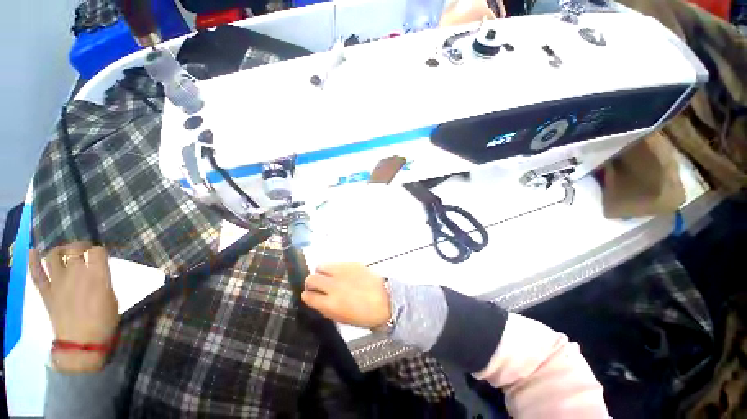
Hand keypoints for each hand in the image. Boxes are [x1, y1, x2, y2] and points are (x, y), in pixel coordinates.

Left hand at [29, 242, 118, 372]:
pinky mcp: (46, 292)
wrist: (81, 343)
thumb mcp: (111, 298)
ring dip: (59, 250)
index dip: (99, 250)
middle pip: (74, 249)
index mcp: (97, 276)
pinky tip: (33, 251)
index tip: (100, 255)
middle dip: (80, 246)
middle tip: (83, 250)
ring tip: (64, 251)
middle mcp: (76, 274)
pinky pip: (36, 273)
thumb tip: (97, 272)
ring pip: (53, 256)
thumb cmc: (104, 321)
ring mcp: (57, 283)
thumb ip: (103, 281)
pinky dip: (33, 261)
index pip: (97, 251)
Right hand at [302, 263, 390, 328]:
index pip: (308, 296)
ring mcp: (342, 272)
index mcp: (330, 304)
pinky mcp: (351, 263)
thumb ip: (325, 307)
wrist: (385, 299)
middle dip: (311, 282)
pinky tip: (341, 273)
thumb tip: (315, 298)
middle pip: (311, 278)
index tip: (309, 295)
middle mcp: (333, 286)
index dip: (307, 296)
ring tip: (328, 276)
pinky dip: (334, 268)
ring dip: (321, 272)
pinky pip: (335, 263)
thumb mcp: (341, 318)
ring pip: (321, 266)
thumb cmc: (364, 315)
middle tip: (317, 285)